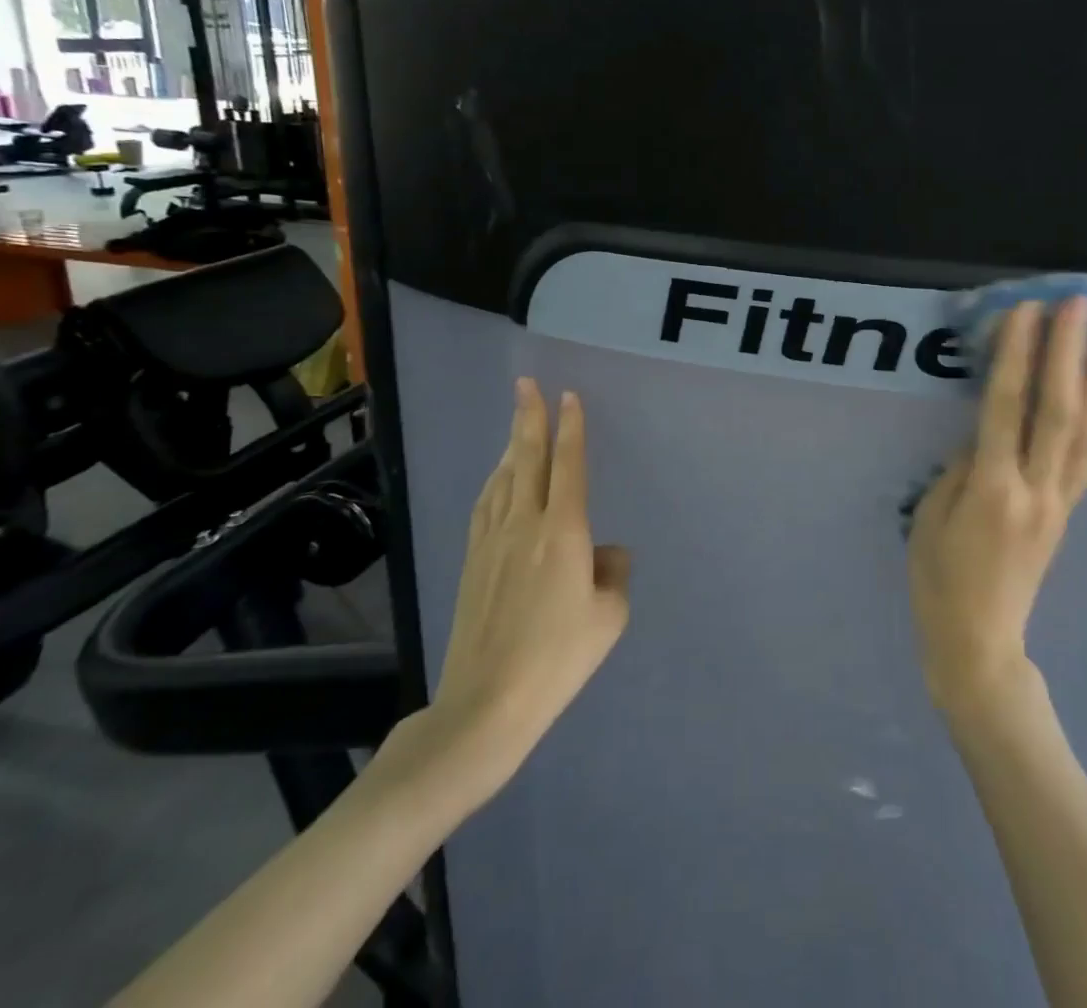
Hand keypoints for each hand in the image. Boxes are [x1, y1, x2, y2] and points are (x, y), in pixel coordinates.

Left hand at [381, 379, 629, 821]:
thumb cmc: (559, 658)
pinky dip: (494, 482)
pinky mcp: (473, 561)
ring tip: (518, 423)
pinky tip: (496, 480)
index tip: (569, 396)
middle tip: (527, 384)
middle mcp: (525, 524)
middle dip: (529, 418)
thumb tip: (605, 552)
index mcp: (564, 531)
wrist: (488, 702)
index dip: (570, 428)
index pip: (568, 465)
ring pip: (503, 478)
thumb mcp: (609, 616)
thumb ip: (613, 573)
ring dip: (512, 446)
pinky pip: (485, 505)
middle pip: (527, 459)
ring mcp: (492, 541)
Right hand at [908, 298, 1086, 719]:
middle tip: (1078, 305)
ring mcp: (1058, 502)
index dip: (1017, 356)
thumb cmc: (938, 579)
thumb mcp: (930, 517)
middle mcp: (1034, 489)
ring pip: (1086, 432)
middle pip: (1057, 410)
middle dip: (1067, 353)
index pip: (1006, 408)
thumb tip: (986, 433)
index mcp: (990, 489)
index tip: (1025, 311)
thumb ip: (961, 468)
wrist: (979, 641)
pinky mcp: (1067, 512)